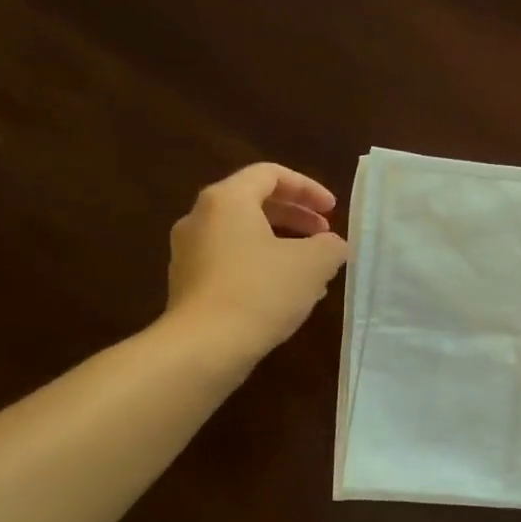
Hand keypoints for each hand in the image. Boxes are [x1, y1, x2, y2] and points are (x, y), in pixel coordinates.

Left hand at [164, 163, 348, 357]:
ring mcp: (189, 253)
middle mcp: (200, 218)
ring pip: (243, 235)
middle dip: (295, 217)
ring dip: (282, 245)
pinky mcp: (188, 284)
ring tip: (312, 270)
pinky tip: (286, 294)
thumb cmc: (261, 291)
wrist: (204, 346)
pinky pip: (231, 262)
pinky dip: (262, 266)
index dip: (308, 188)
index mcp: (227, 200)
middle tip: (325, 235)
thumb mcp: (313, 264)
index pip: (270, 175)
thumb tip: (332, 245)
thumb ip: (330, 246)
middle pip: (254, 203)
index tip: (333, 210)